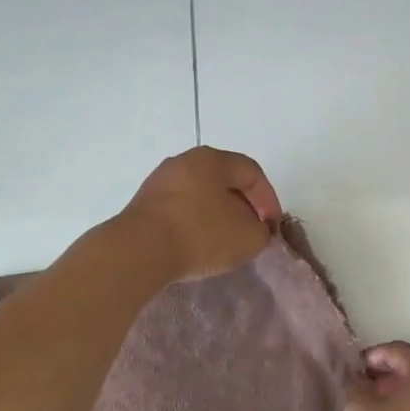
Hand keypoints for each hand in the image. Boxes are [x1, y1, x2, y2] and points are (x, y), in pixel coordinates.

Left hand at [120, 147, 282, 281]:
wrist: (138, 251)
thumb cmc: (200, 234)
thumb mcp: (248, 238)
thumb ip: (261, 231)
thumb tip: (256, 229)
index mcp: (212, 159)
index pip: (251, 172)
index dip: (269, 199)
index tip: (272, 225)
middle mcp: (184, 161)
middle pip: (223, 180)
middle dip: (243, 205)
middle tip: (251, 230)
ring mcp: (160, 181)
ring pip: (200, 194)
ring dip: (217, 215)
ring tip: (224, 240)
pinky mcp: (143, 204)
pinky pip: (179, 209)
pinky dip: (194, 222)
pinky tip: (197, 244)